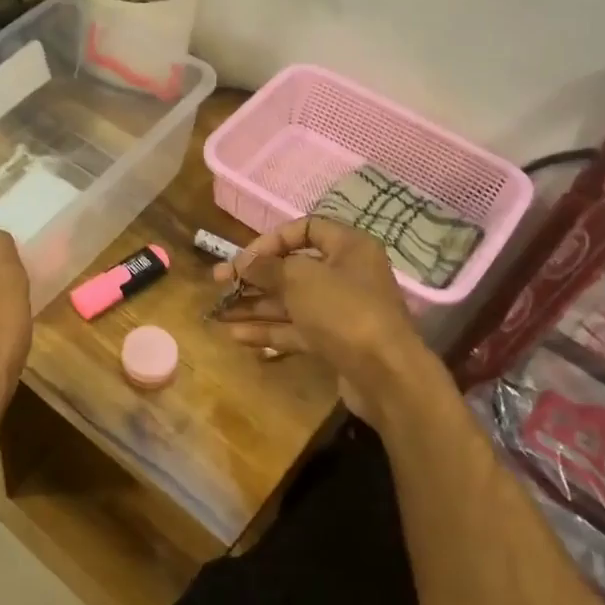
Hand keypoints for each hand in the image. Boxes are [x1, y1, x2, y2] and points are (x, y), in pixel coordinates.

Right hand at [215, 217, 438, 421]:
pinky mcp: (334, 342)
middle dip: (253, 277)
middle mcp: (346, 275)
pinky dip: (268, 331)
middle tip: (218, 283)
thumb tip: (242, 262)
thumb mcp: (300, 279)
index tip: (243, 258)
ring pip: (290, 302)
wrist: (386, 375)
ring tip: (218, 313)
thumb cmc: (344, 311)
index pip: (304, 229)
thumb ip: (267, 267)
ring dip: (254, 306)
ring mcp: (340, 312)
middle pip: (292, 269)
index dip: (270, 240)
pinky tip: (237, 336)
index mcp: (348, 247)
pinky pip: (296, 330)